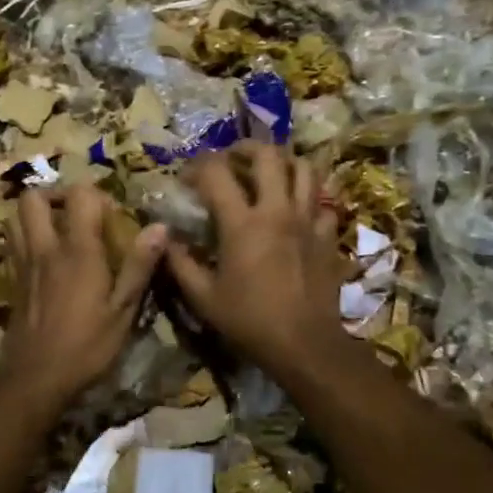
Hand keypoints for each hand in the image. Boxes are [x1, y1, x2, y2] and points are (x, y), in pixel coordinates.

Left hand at [0, 184, 166, 406]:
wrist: (35, 378)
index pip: (79, 195)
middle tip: (77, 212)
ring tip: (60, 228)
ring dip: (36, 214)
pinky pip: (13, 243)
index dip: (96, 195)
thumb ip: (139, 265)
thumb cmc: (86, 346)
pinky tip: (47, 257)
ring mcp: (24, 264)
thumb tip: (160, 226)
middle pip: (32, 198)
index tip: (112, 215)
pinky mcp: (13, 280)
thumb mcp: (123, 310)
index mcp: (77, 250)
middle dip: (55, 195)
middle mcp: (45, 248)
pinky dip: (27, 237)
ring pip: (15, 218)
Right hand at [164, 143, 352, 376]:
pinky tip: (297, 207)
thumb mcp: (203, 297)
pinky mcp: (328, 236)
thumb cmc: (249, 321)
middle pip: (268, 155)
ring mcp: (308, 220)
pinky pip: (323, 202)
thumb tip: (165, 238)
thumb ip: (180, 263)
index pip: (217, 172)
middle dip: (246, 148)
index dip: (198, 166)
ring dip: (283, 163)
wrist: (305, 344)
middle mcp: (277, 211)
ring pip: (304, 169)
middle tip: (233, 158)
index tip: (187, 177)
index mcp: (242, 223)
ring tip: (269, 171)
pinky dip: (309, 197)